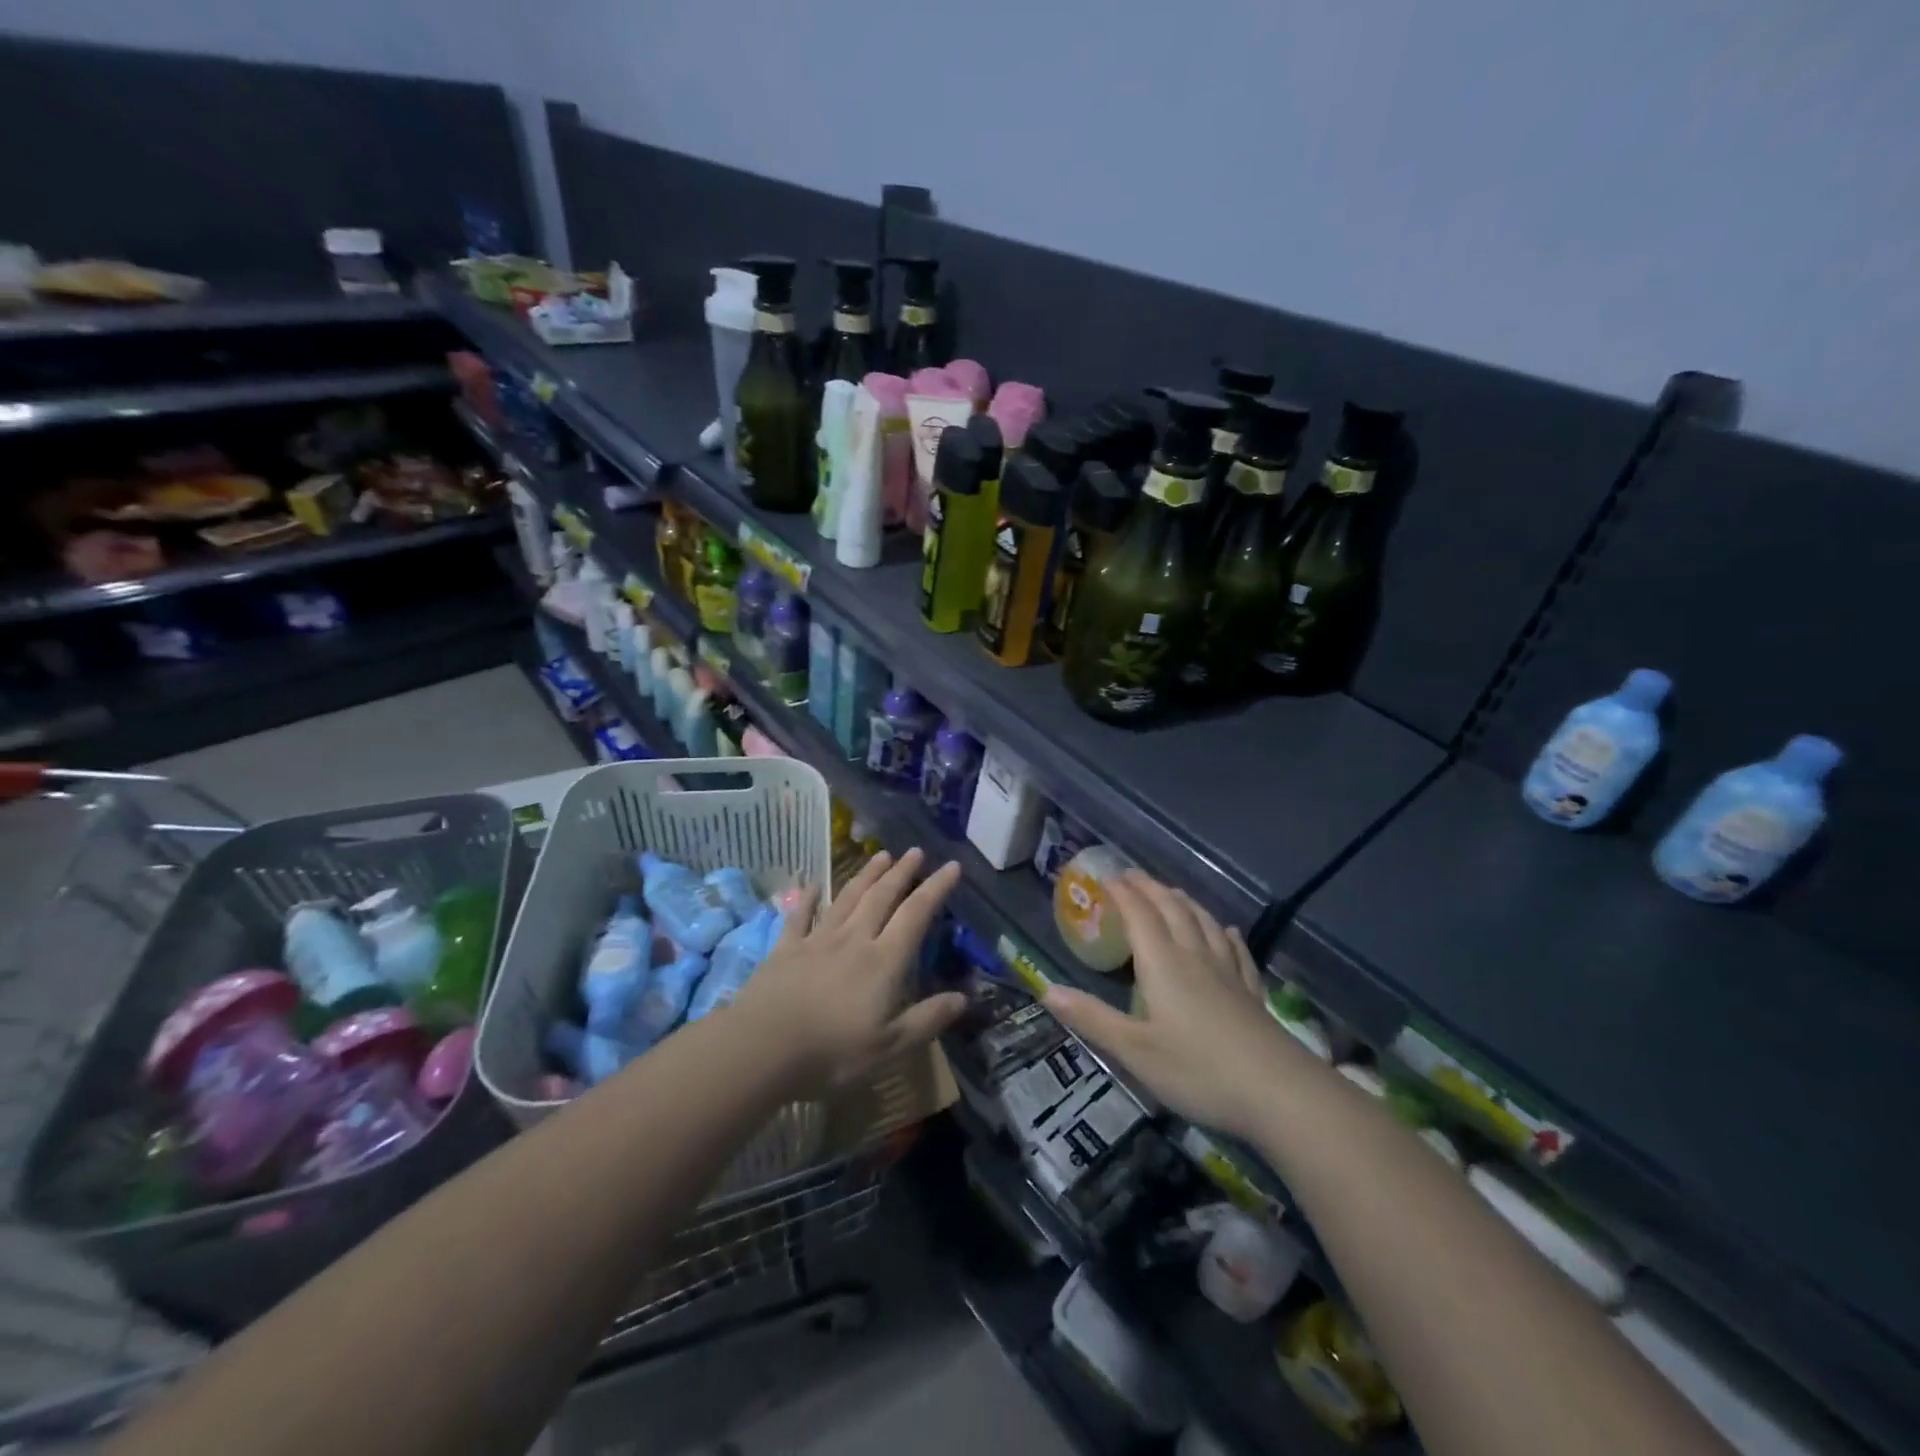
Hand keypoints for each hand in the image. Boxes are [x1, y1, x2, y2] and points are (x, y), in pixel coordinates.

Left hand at [732, 848, 964, 1095]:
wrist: (761, 1048)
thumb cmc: (831, 1053)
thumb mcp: (889, 1047)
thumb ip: (926, 1020)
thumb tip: (964, 997)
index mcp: (883, 961)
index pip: (916, 915)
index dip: (936, 888)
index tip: (952, 866)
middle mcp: (853, 940)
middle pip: (882, 897)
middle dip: (901, 873)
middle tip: (915, 851)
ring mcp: (817, 941)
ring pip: (847, 898)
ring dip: (866, 875)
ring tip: (881, 855)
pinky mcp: (785, 949)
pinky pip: (799, 916)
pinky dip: (807, 898)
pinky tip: (811, 884)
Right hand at [1043, 871, 1296, 1142]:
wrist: (1279, 1093)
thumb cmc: (1198, 1070)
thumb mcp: (1135, 1050)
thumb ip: (1092, 1018)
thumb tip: (1046, 989)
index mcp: (1164, 965)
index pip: (1140, 916)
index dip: (1123, 893)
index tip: (1107, 877)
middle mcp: (1195, 958)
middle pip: (1172, 911)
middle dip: (1151, 889)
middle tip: (1133, 875)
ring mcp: (1229, 973)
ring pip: (1204, 924)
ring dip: (1184, 902)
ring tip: (1172, 892)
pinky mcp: (1252, 993)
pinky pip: (1237, 951)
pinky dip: (1226, 934)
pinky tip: (1227, 930)